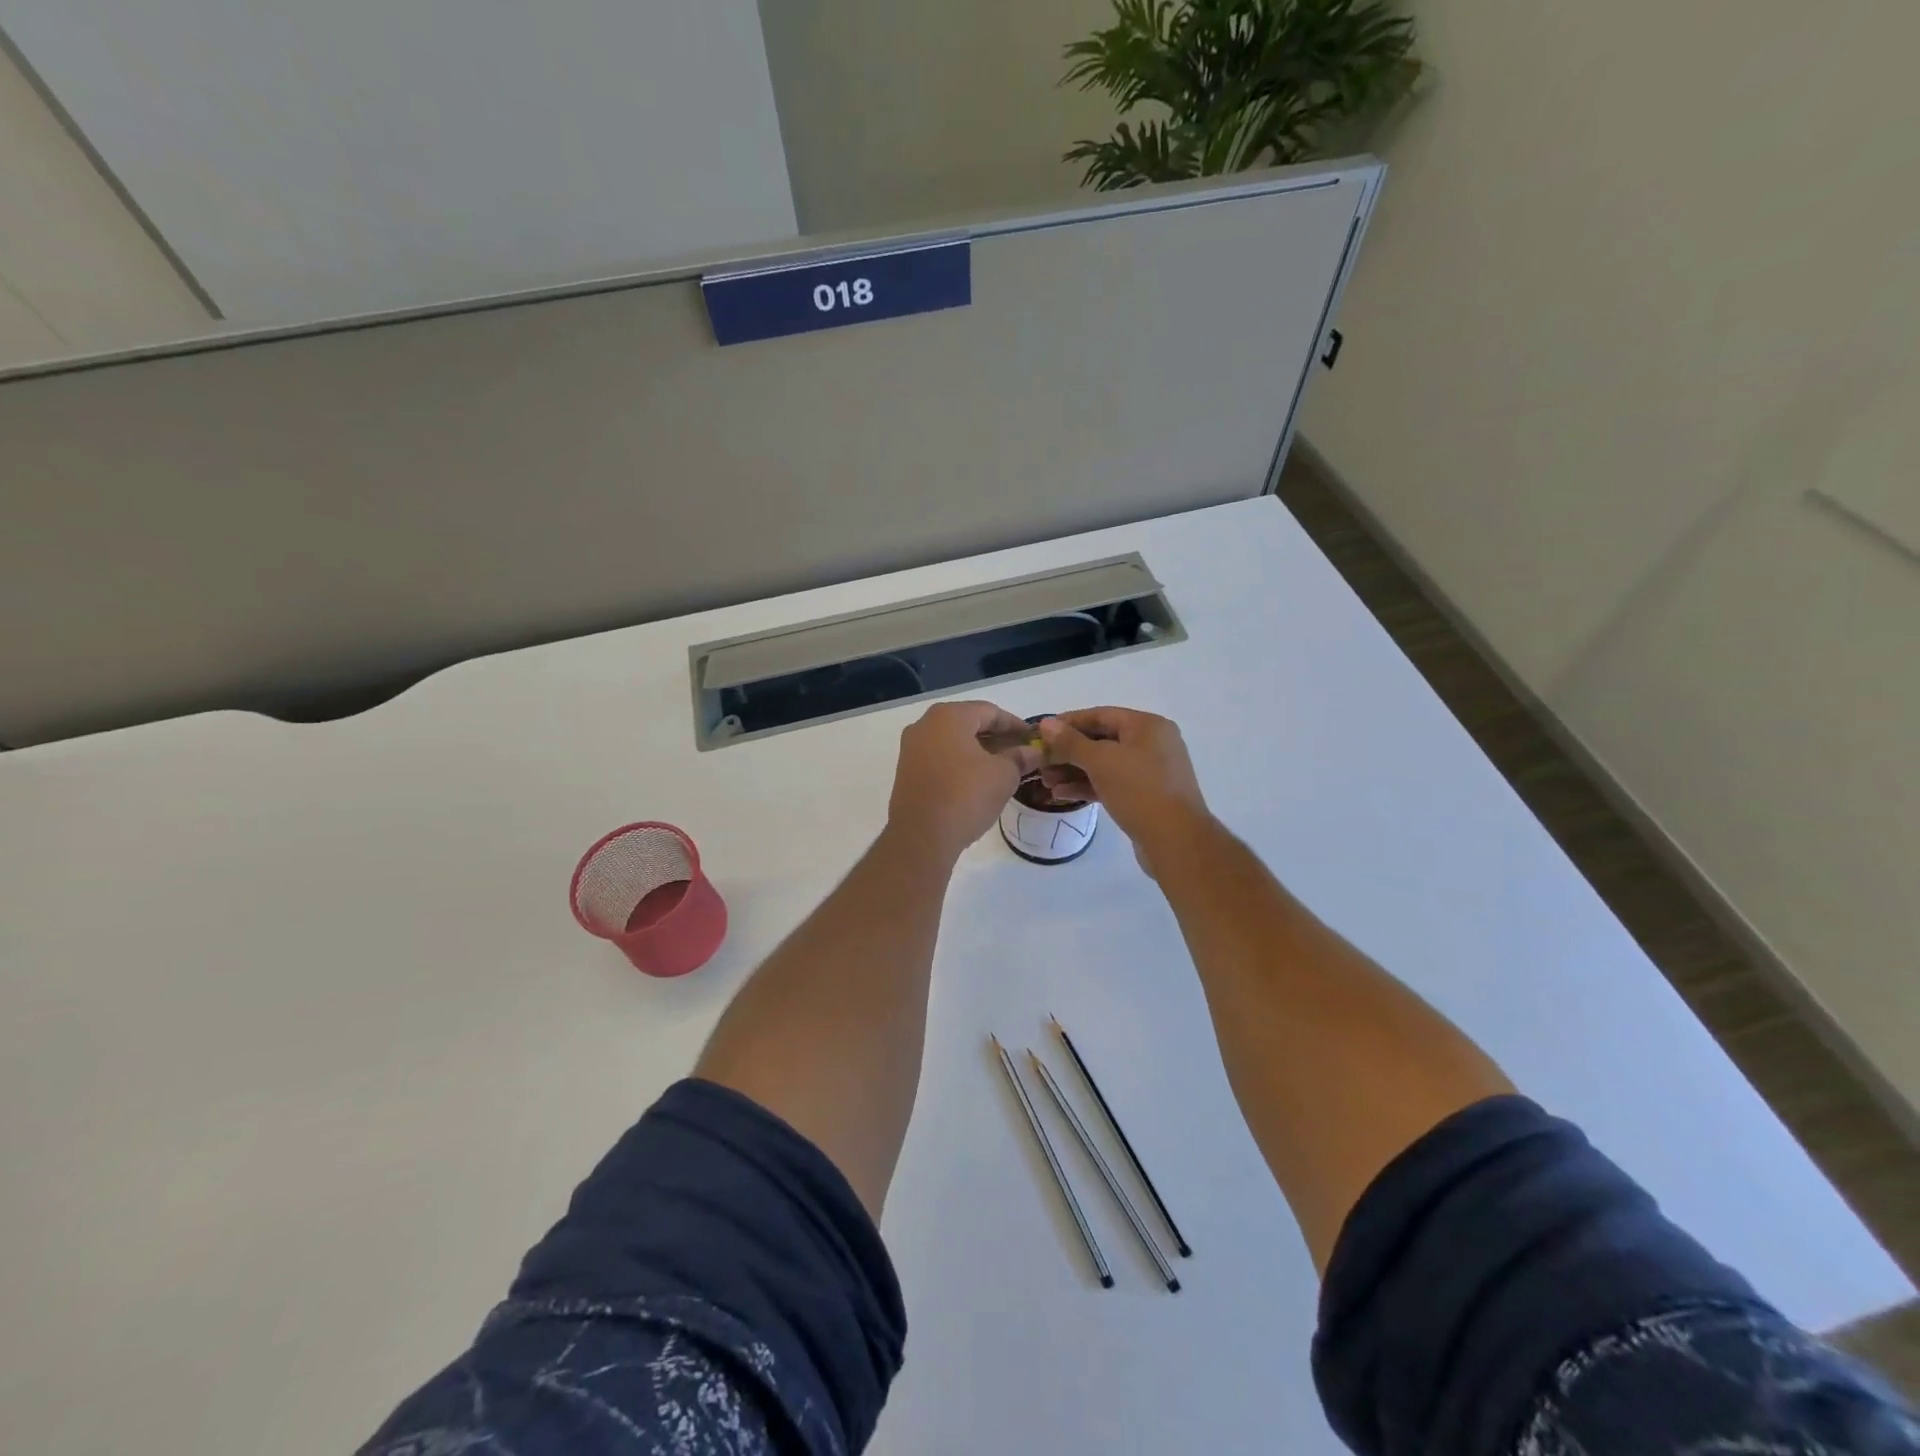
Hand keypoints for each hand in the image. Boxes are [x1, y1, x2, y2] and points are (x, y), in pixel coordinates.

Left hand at [886, 702, 1039, 863]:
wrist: (921, 836)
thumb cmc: (966, 796)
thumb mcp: (1003, 775)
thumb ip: (1019, 758)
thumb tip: (1033, 752)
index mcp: (948, 716)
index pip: (990, 712)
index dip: (1015, 725)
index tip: (1033, 738)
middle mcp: (925, 725)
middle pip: (969, 724)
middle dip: (996, 738)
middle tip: (1020, 753)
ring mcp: (911, 749)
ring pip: (953, 742)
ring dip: (979, 752)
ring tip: (1003, 768)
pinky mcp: (906, 772)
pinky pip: (940, 759)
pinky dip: (960, 764)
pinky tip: (978, 780)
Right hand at [1036, 708, 1211, 871]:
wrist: (1176, 840)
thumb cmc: (1139, 790)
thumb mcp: (1101, 761)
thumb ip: (1070, 742)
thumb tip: (1046, 723)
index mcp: (1148, 726)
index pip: (1101, 715)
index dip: (1068, 722)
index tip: (1041, 733)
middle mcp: (1152, 744)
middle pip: (1102, 740)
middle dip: (1068, 751)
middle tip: (1040, 762)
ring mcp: (1151, 772)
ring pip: (1105, 765)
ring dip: (1074, 771)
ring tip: (1045, 781)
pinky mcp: (1146, 797)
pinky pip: (1112, 784)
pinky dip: (1088, 786)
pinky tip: (1062, 794)